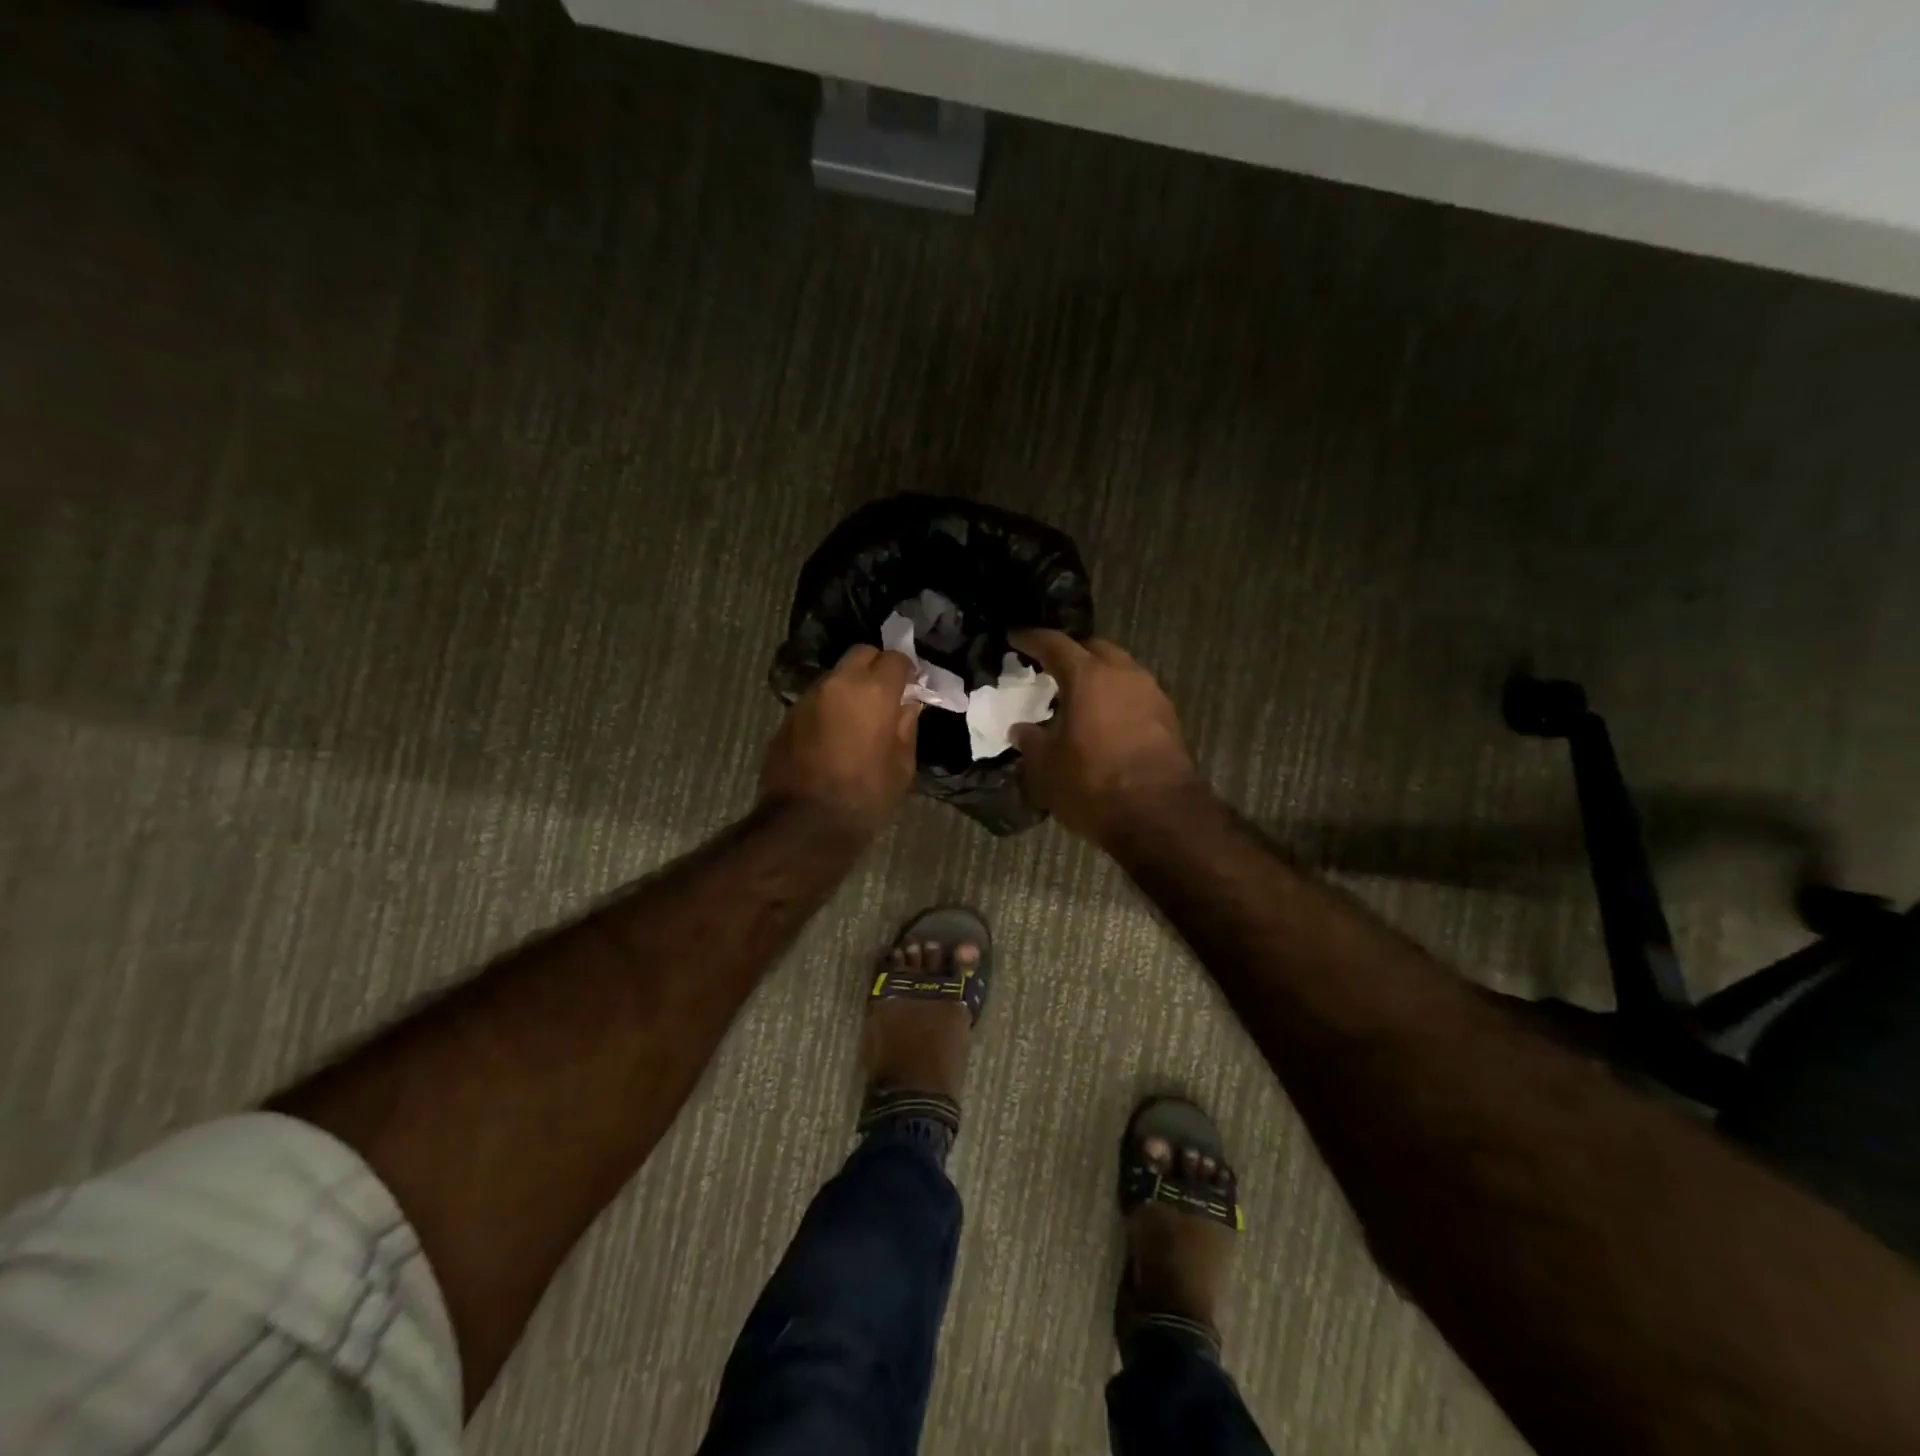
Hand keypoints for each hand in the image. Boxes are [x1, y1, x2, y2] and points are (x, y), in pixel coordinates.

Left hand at [760, 645, 921, 839]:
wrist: (806, 824)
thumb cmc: (866, 797)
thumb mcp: (902, 766)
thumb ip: (906, 726)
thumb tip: (907, 705)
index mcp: (873, 692)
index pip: (895, 658)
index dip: (907, 671)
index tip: (912, 687)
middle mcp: (838, 684)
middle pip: (861, 654)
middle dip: (876, 667)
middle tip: (886, 695)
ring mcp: (808, 698)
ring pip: (835, 676)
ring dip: (850, 687)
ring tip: (858, 717)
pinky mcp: (788, 717)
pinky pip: (816, 700)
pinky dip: (829, 707)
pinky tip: (834, 735)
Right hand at [1009, 630, 1201, 845]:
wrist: (1160, 817)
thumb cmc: (1093, 785)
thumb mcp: (1046, 768)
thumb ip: (1031, 741)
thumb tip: (1022, 729)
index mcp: (1088, 676)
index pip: (1054, 644)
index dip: (1031, 639)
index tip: (1015, 636)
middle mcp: (1124, 674)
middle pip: (1094, 648)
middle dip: (1071, 653)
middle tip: (1050, 666)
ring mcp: (1152, 694)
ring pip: (1120, 670)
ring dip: (1098, 676)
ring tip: (1077, 696)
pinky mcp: (1169, 719)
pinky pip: (1135, 695)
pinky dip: (1116, 698)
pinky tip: (1103, 720)